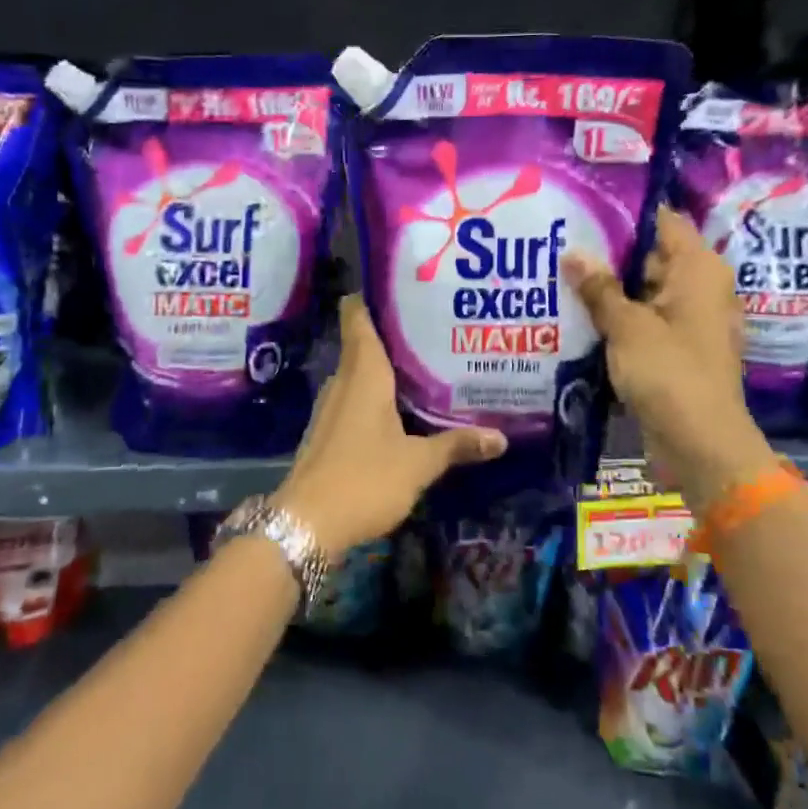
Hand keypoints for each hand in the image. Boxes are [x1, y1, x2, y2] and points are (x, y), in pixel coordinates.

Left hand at [272, 296, 506, 553]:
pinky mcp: (328, 433)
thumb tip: (500, 437)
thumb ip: (456, 446)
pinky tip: (401, 409)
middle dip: (394, 334)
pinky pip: (355, 400)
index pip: (358, 318)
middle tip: (433, 325)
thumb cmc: (364, 478)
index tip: (398, 284)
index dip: (371, 297)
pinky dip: (377, 396)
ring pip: (360, 375)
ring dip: (387, 368)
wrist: (307, 524)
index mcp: (363, 374)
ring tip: (426, 364)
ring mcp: (331, 409)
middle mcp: (343, 383)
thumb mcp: (418, 463)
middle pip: (363, 344)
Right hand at [561, 207, 775, 511]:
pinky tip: (578, 316)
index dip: (624, 214)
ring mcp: (689, 321)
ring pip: (644, 291)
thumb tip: (573, 253)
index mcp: (699, 270)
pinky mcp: (677, 349)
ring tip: (559, 276)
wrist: (700, 445)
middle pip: (651, 256)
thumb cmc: (669, 374)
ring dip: (608, 289)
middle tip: (559, 242)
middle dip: (607, 253)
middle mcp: (700, 288)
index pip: (662, 221)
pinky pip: (644, 321)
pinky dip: (618, 318)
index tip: (582, 209)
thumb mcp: (626, 327)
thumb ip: (599, 288)